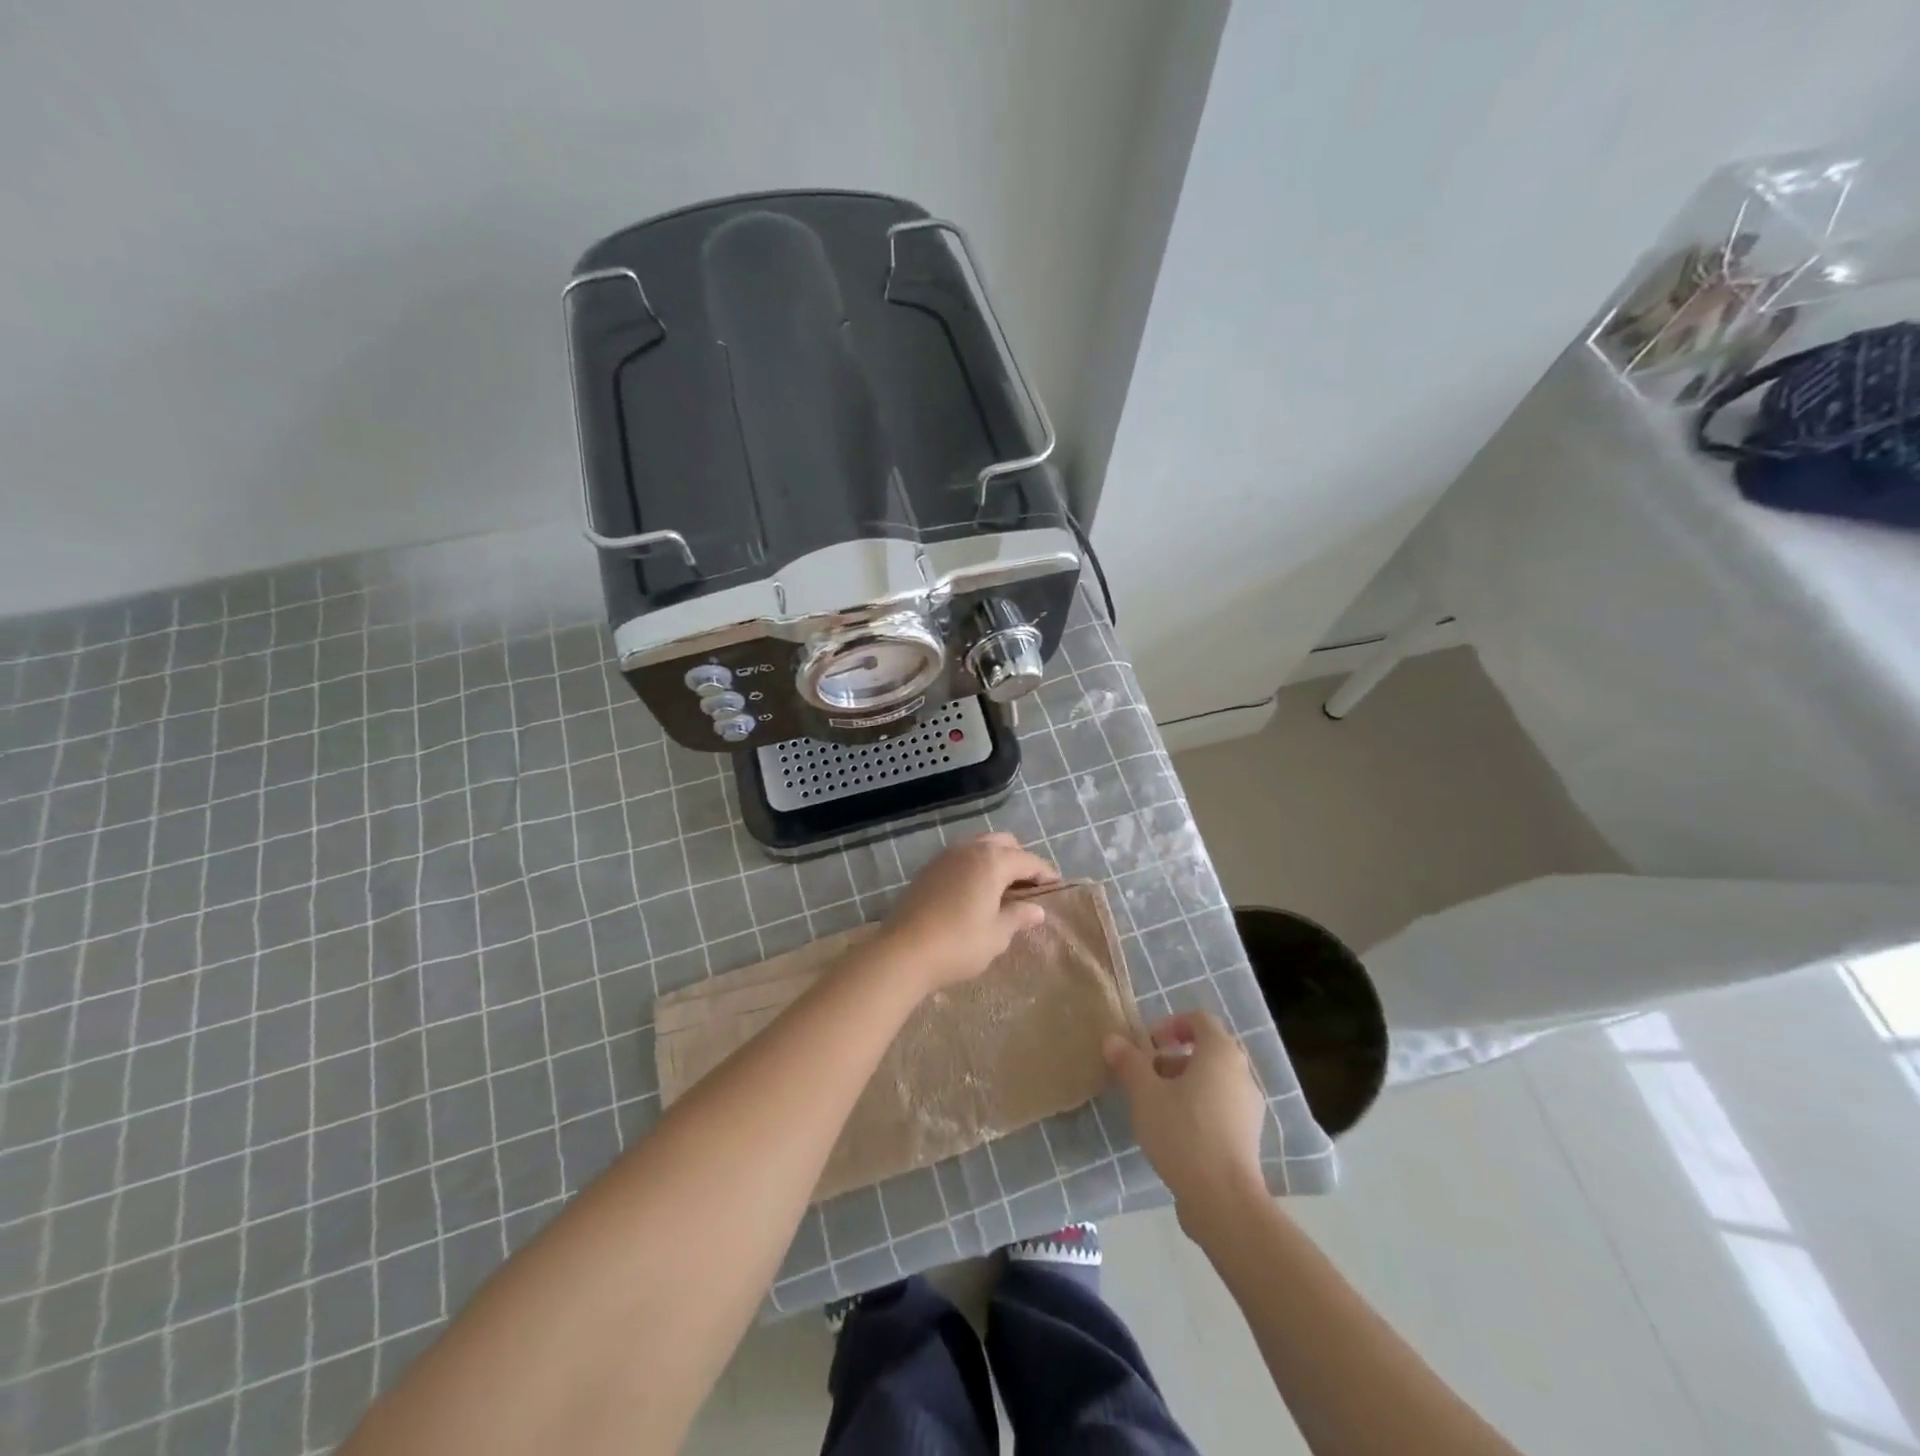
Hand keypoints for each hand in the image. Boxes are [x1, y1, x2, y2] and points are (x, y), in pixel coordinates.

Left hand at [876, 833, 1058, 991]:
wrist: (903, 952)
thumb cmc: (958, 944)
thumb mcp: (997, 934)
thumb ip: (1018, 916)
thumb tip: (1036, 909)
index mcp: (992, 861)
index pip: (1028, 860)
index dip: (1045, 873)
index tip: (1056, 889)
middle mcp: (970, 849)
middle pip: (1004, 843)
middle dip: (1020, 860)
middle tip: (1029, 888)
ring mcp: (946, 856)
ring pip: (980, 847)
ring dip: (996, 861)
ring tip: (1003, 890)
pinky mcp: (929, 869)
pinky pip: (961, 858)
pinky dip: (975, 867)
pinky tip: (976, 892)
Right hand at [1104, 1012, 1267, 1227]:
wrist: (1224, 1201)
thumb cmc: (1184, 1133)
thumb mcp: (1146, 1094)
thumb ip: (1129, 1063)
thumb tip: (1112, 1040)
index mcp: (1221, 1053)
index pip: (1199, 1020)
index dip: (1171, 1024)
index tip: (1148, 1045)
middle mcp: (1242, 1073)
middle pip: (1207, 1050)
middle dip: (1174, 1056)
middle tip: (1147, 1074)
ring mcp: (1250, 1106)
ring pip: (1214, 1080)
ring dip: (1185, 1082)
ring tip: (1156, 1105)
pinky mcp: (1249, 1136)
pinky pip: (1222, 1106)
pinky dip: (1199, 1106)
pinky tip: (1175, 1131)